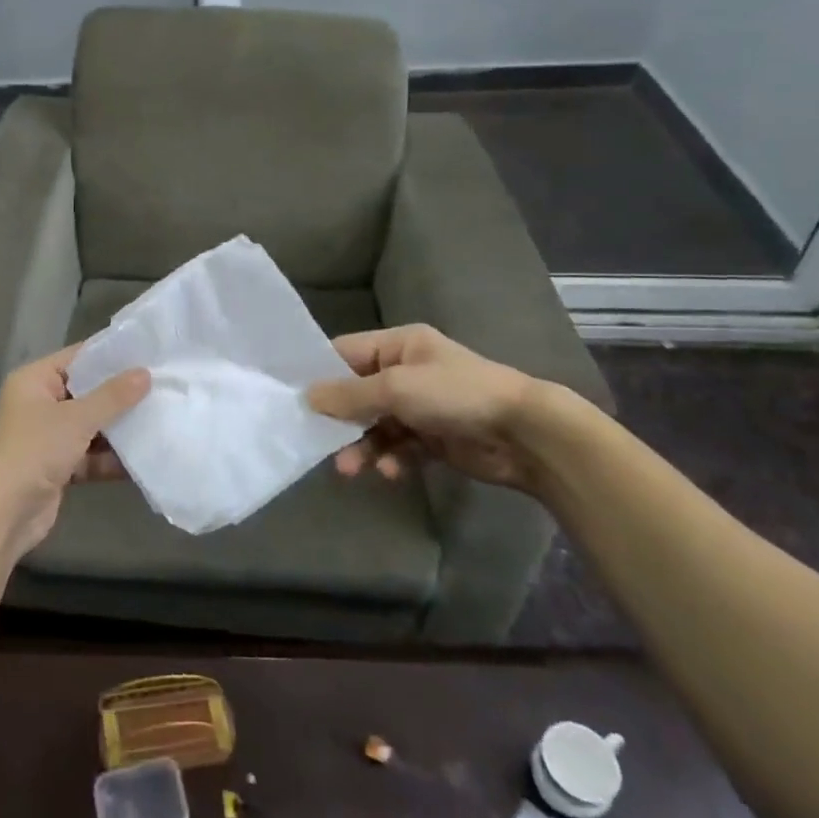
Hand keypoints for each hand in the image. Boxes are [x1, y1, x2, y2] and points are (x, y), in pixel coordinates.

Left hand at [0, 345, 150, 554]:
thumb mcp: (77, 419)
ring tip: (161, 418)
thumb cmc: (35, 451)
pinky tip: (144, 456)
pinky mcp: (57, 466)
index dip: (110, 356)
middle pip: (87, 392)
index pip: (77, 357)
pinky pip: (90, 455)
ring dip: (119, 428)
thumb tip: (145, 373)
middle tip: (162, 385)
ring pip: (91, 425)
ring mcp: (48, 436)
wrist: (4, 513)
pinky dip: (111, 457)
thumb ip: (113, 396)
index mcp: (34, 380)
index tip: (148, 353)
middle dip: (120, 394)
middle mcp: (39, 403)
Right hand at [306, 325, 541, 491]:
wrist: (525, 434)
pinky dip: (391, 459)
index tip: (293, 398)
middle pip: (357, 393)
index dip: (320, 374)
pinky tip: (390, 472)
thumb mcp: (396, 388)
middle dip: (340, 419)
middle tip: (317, 441)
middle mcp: (407, 371)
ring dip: (361, 446)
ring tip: (350, 469)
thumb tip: (307, 397)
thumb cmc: (456, 395)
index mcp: (399, 345)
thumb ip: (349, 395)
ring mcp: (421, 406)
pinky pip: (399, 447)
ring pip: (376, 425)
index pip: (345, 353)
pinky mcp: (434, 437)